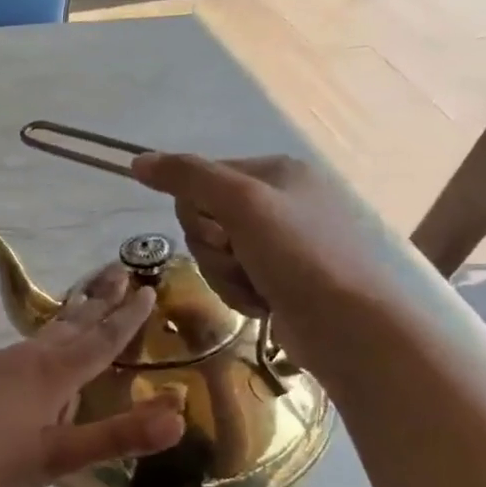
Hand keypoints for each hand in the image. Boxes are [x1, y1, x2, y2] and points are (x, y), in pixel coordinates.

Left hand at [0, 266, 185, 486]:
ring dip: (62, 313)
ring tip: (79, 295)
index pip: (101, 342)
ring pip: (36, 332)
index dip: (128, 319)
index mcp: (52, 377)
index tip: (149, 290)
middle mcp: (24, 359)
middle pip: (71, 326)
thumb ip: (116, 437)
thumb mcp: (57, 459)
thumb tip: (179, 417)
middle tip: (122, 272)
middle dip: (100, 303)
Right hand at [131, 153, 413, 384]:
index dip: (197, 212)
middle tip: (240, 260)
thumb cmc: (297, 256)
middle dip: (213, 249)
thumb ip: (188, 177)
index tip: (221, 233)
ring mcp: (281, 242)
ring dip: (224, 275)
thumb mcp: (240, 204)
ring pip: (214, 252)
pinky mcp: (281, 277)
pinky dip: (238, 292)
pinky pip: (233, 277)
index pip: (200, 180)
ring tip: (255, 288)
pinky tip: (262, 303)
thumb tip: (137, 160)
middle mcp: (279, 200)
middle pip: (204, 219)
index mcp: (276, 171)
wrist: (348, 326)